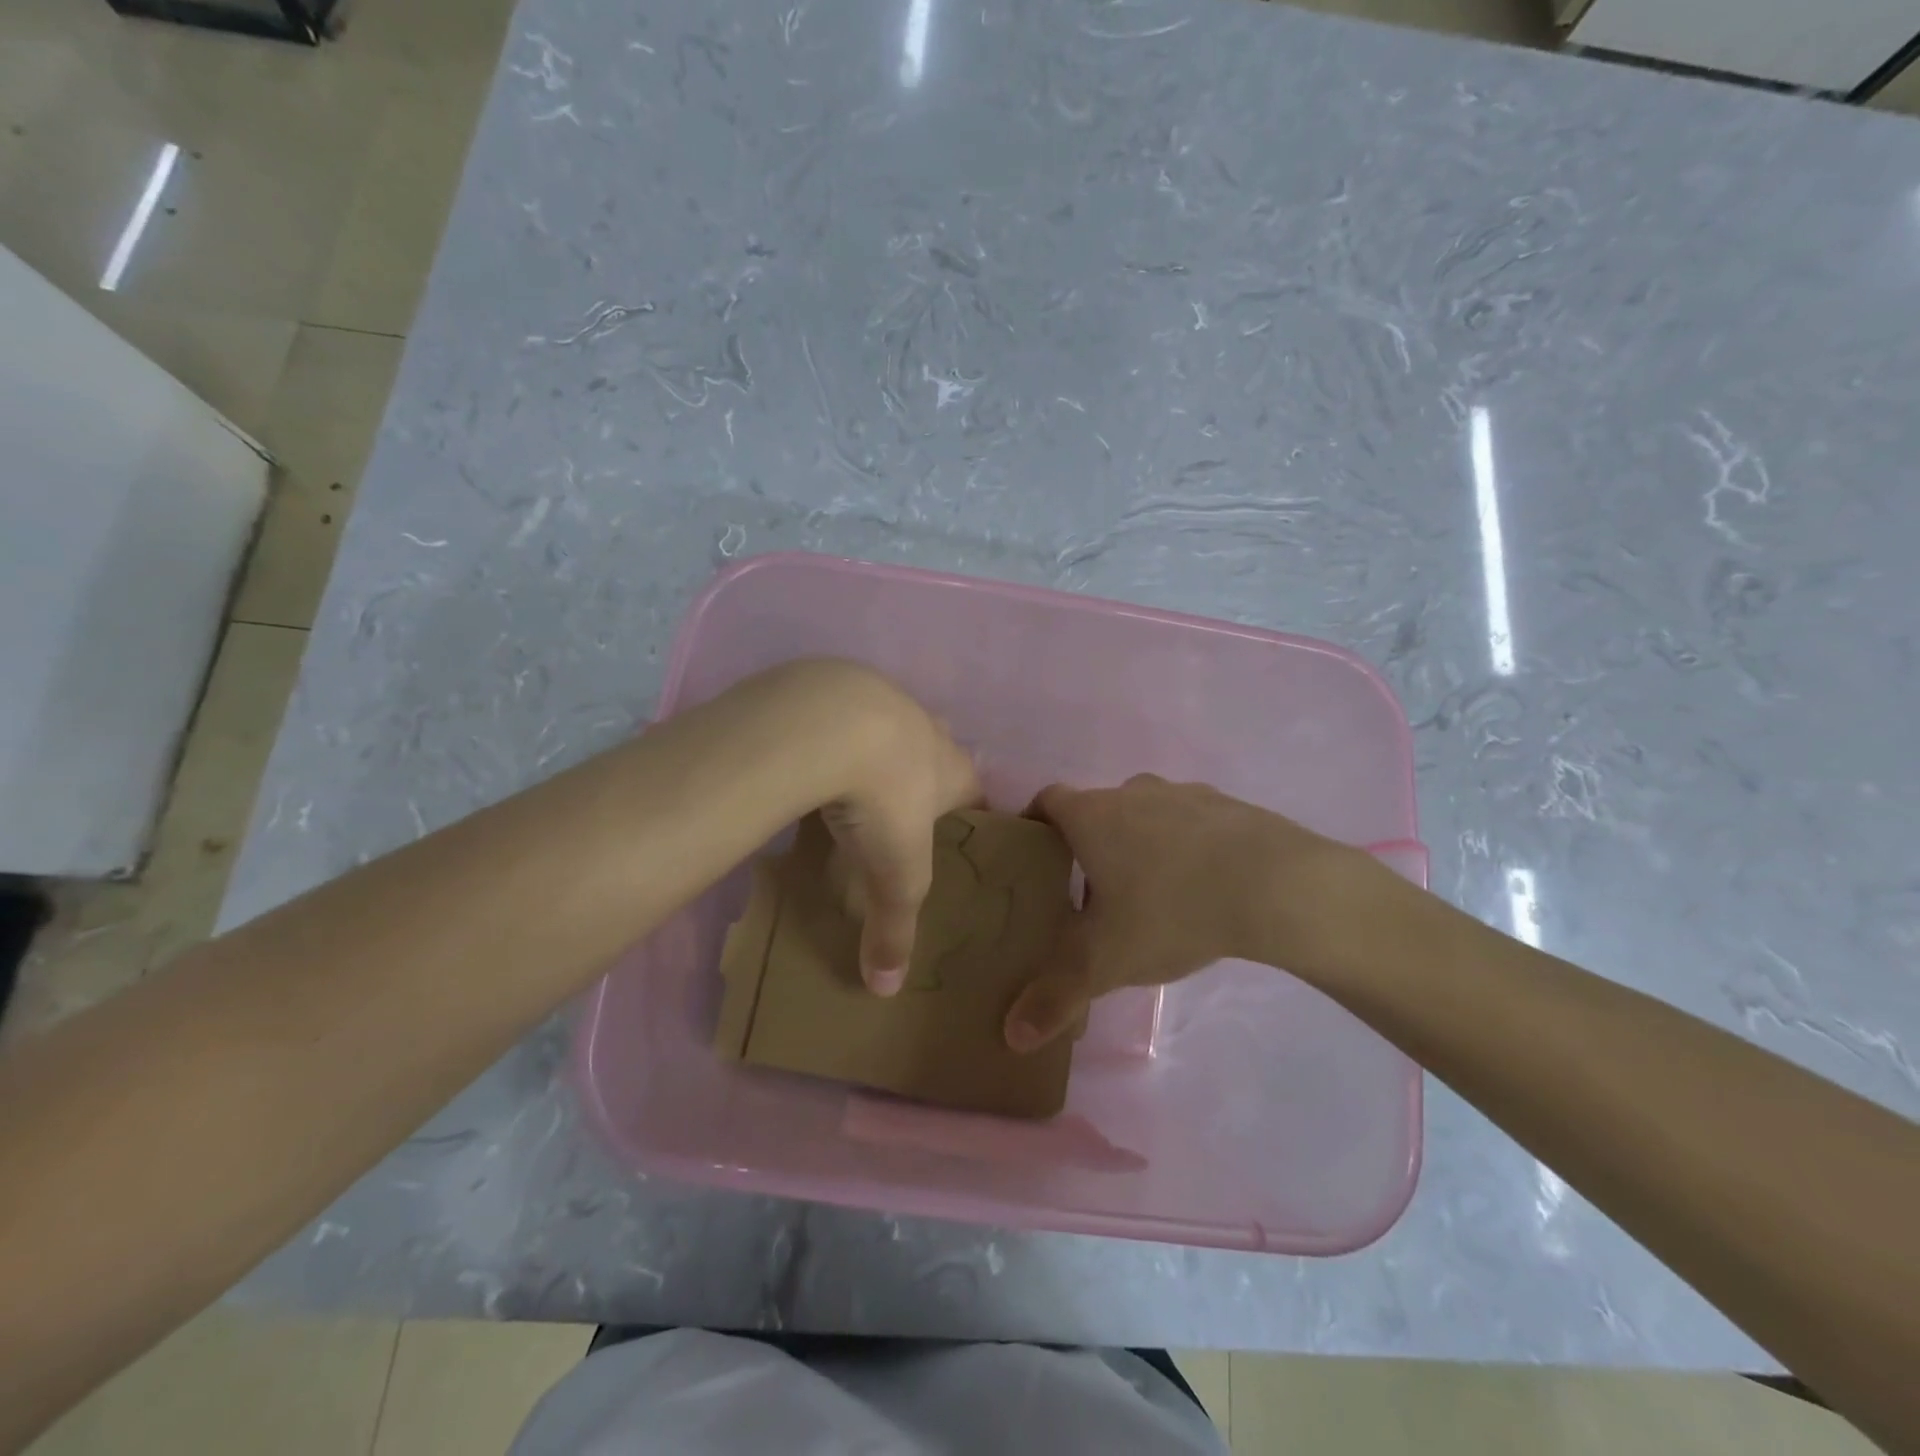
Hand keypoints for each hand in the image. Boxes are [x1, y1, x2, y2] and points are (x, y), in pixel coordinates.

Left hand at [777, 663, 978, 995]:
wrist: (829, 724)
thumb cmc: (884, 801)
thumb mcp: (894, 875)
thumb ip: (894, 930)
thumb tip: (885, 990)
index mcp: (955, 770)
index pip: (978, 797)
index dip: (969, 822)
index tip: (951, 844)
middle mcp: (929, 730)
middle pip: (935, 758)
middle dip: (921, 784)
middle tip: (895, 820)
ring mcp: (884, 699)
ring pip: (889, 731)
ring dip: (876, 755)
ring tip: (847, 790)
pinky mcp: (837, 685)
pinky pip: (842, 715)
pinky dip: (832, 737)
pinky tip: (808, 759)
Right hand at [1003, 774, 1370, 1050]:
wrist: (1276, 885)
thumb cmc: (1171, 911)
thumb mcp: (1105, 961)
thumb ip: (1055, 996)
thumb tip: (1012, 1036)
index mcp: (1092, 816)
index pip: (1046, 801)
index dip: (1034, 823)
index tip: (1034, 854)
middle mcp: (1131, 792)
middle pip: (1096, 810)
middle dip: (1088, 844)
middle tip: (1090, 892)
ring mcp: (1183, 793)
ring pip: (1145, 814)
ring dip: (1139, 843)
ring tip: (1149, 892)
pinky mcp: (1228, 804)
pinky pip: (1191, 822)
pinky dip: (1185, 845)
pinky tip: (1202, 885)